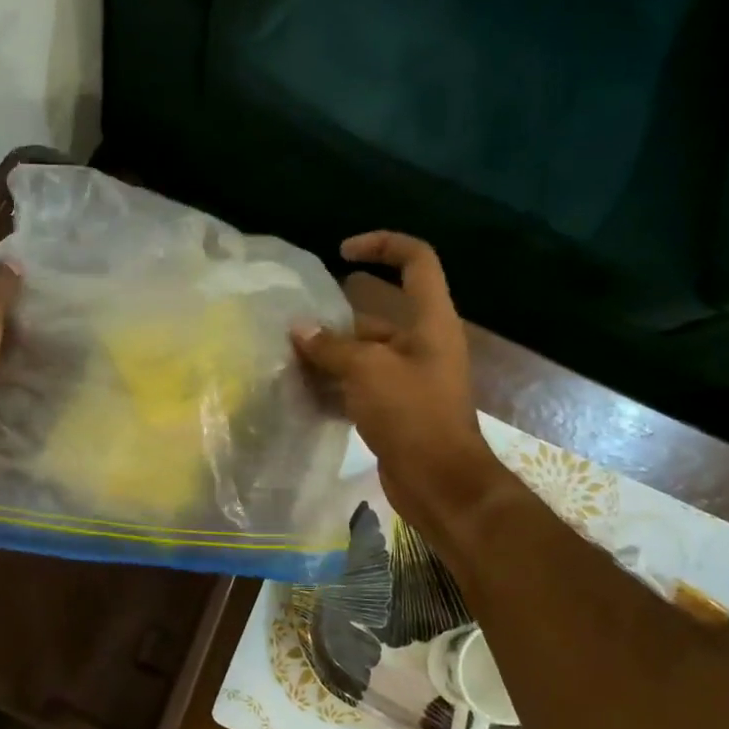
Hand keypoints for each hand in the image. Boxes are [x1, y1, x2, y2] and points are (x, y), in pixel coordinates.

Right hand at [291, 233, 501, 530]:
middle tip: (295, 327)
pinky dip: (334, 385)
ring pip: (363, 354)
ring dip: (329, 355)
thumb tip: (299, 330)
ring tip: (288, 358)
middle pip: (377, 314)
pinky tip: (302, 391)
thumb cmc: (412, 414)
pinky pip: (359, 385)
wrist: (439, 483)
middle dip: (335, 318)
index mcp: (430, 321)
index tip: (342, 252)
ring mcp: (409, 378)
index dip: (382, 245)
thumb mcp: (368, 371)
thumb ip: (331, 347)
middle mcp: (422, 343)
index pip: (416, 261)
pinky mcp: (395, 408)